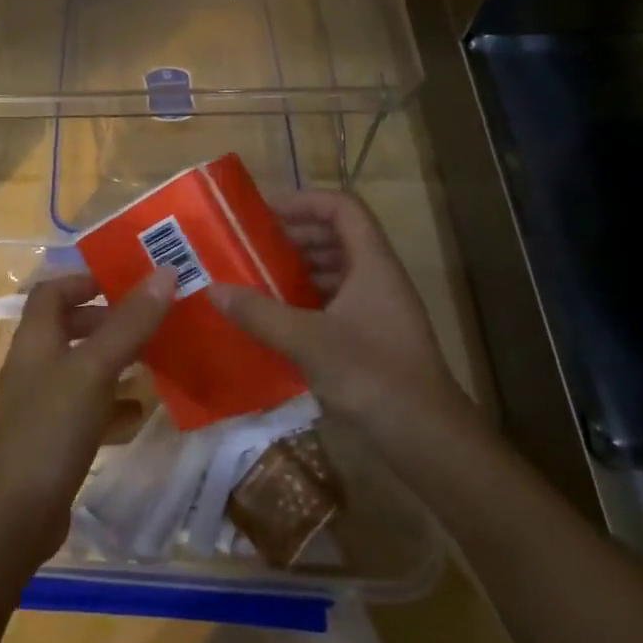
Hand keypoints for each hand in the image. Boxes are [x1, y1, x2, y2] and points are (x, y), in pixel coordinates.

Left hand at [0, 268, 176, 565]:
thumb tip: (165, 271)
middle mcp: (35, 364)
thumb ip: (129, 323)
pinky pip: (86, 409)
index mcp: (36, 337)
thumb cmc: (50, 427)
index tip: (126, 282)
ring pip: (81, 368)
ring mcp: (41, 404)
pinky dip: (112, 404)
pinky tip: (140, 411)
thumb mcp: (94, 368)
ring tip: (155, 360)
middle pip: (69, 327)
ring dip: (114, 361)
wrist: (12, 515)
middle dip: (108, 321)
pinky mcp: (52, 440)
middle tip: (150, 322)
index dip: (85, 279)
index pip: (53, 290)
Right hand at [208, 191, 479, 444]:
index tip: (263, 214)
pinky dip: (306, 300)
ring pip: (335, 270)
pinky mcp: (373, 338)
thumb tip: (213, 289)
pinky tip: (277, 318)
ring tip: (256, 279)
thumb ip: (260, 313)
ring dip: (297, 269)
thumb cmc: (372, 376)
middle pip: (336, 236)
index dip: (303, 201)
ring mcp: (378, 309)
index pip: (342, 208)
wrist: (428, 441)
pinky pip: (335, 302)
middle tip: (251, 247)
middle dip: (293, 237)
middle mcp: (378, 278)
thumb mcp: (308, 341)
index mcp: (372, 264)